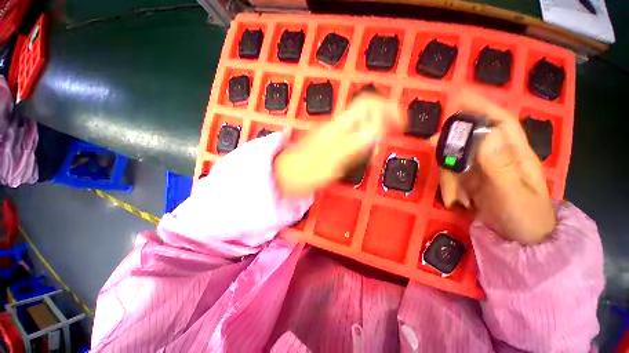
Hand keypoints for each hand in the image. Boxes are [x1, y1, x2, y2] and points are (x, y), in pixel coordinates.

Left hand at [275, 93, 402, 196]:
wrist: (282, 175)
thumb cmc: (303, 173)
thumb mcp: (329, 164)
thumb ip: (352, 146)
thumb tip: (377, 130)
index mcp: (337, 127)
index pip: (367, 104)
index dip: (388, 108)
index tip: (402, 124)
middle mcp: (336, 124)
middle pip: (366, 108)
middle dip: (385, 117)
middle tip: (394, 135)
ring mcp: (332, 130)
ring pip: (361, 120)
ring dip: (376, 128)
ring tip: (379, 146)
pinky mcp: (330, 138)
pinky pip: (353, 131)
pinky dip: (365, 137)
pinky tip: (364, 151)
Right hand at [439, 91, 555, 244]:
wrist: (520, 242)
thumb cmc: (525, 218)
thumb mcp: (513, 193)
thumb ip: (499, 166)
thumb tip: (484, 133)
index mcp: (515, 154)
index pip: (499, 122)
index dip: (480, 107)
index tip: (457, 98)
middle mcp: (497, 156)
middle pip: (469, 139)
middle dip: (450, 145)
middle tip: (432, 147)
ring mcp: (483, 169)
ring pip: (456, 159)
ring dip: (448, 175)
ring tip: (454, 198)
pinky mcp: (472, 181)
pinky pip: (453, 175)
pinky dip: (449, 186)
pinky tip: (456, 201)